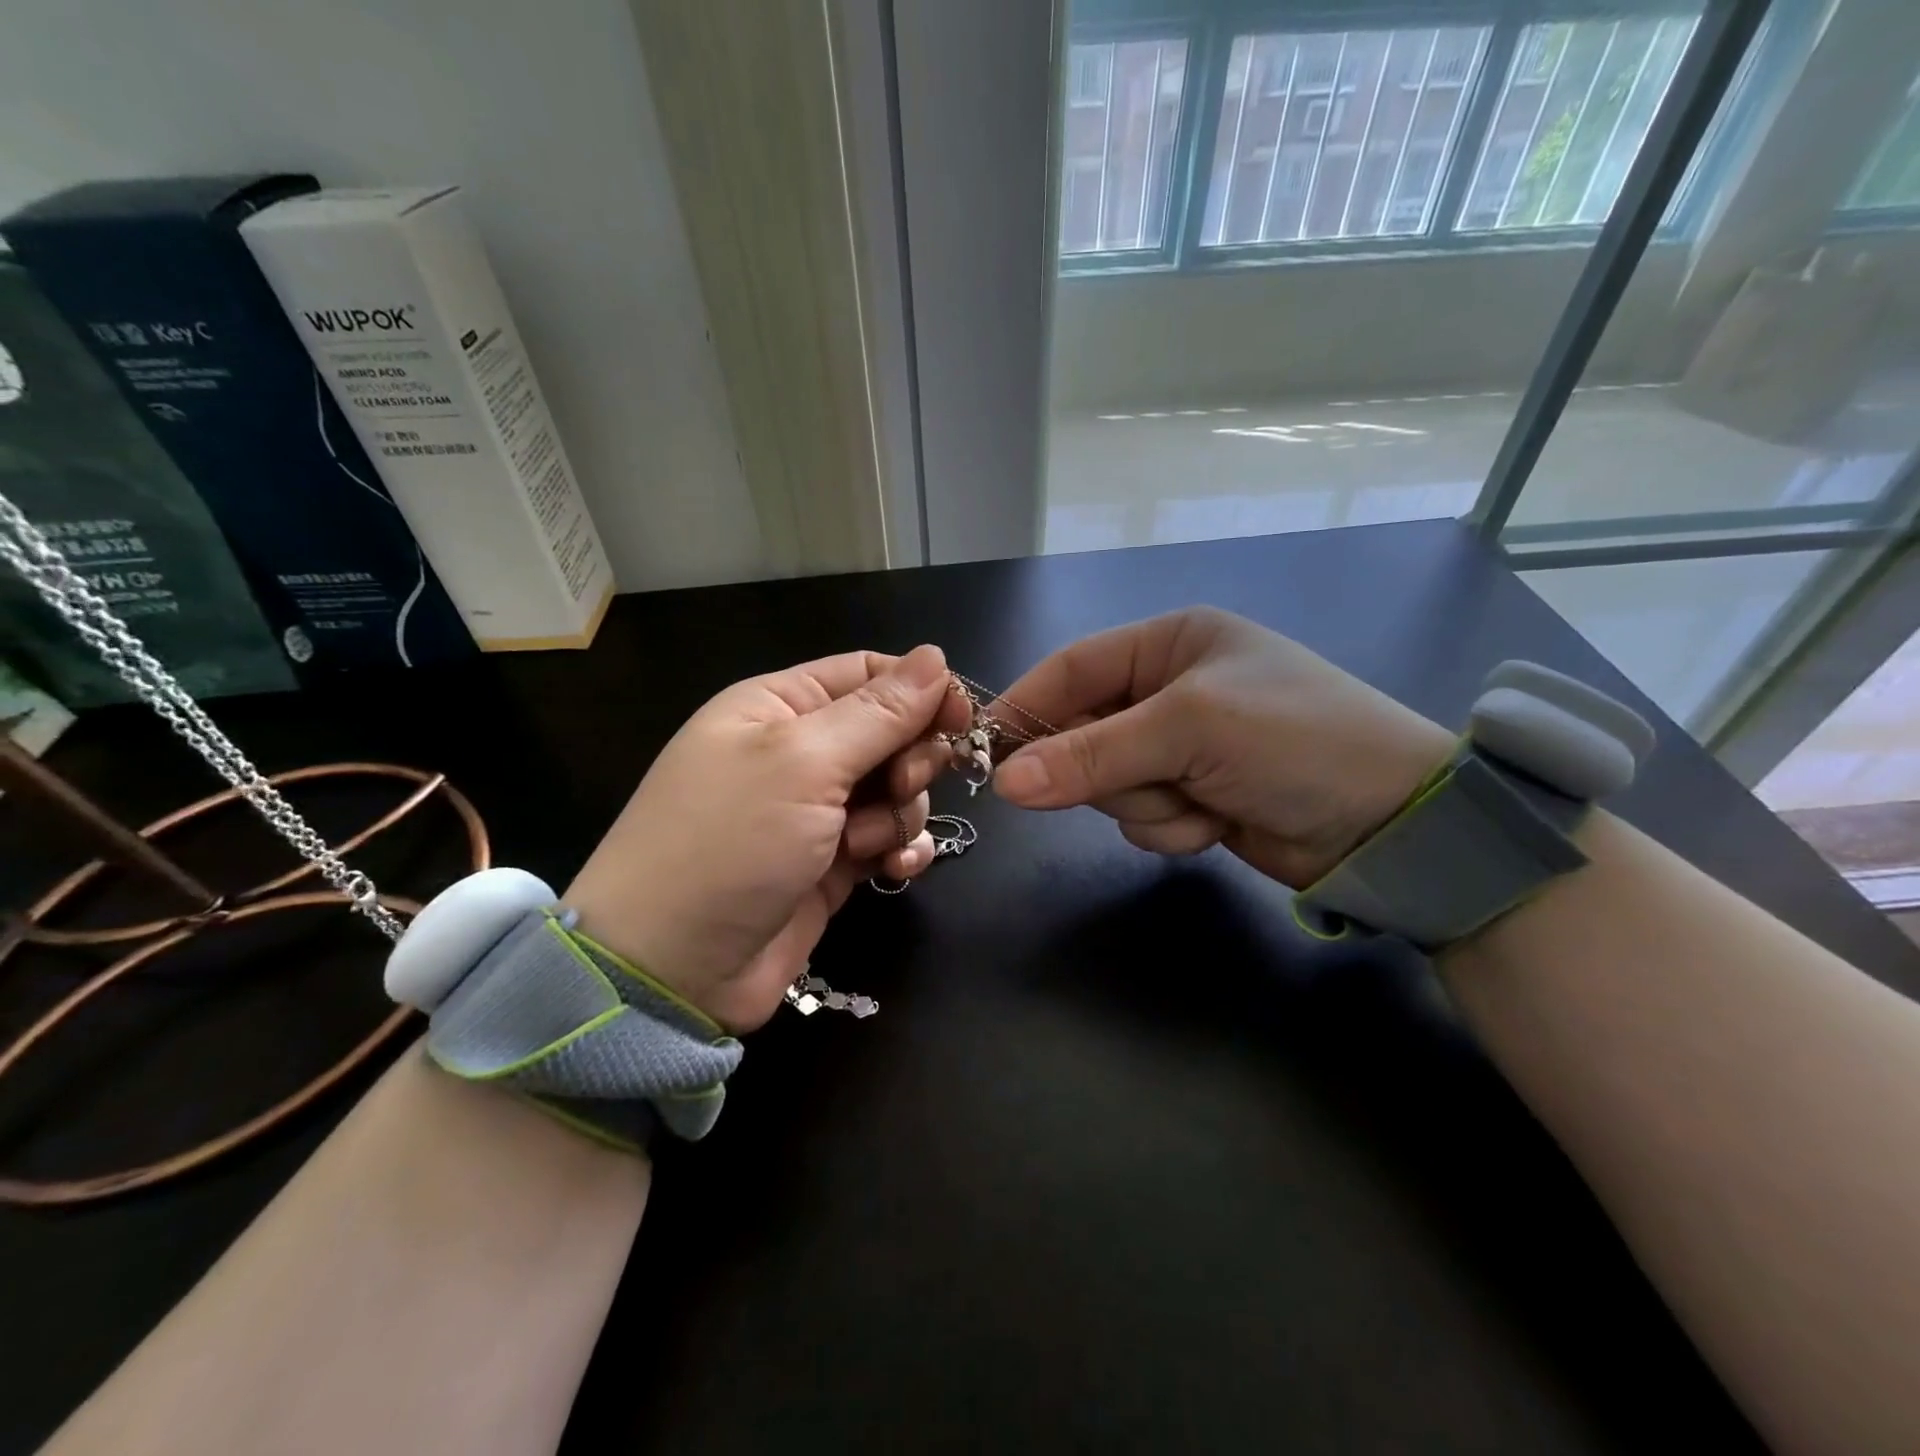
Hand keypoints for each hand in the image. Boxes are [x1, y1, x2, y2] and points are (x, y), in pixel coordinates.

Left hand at [563, 645, 968, 1030]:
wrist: (673, 969)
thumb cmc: (729, 842)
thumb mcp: (804, 761)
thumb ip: (879, 711)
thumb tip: (936, 656)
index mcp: (780, 705)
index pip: (868, 674)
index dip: (921, 689)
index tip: (963, 716)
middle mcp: (800, 752)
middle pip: (891, 732)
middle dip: (910, 758)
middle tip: (900, 785)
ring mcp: (817, 811)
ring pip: (898, 790)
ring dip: (899, 813)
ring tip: (865, 843)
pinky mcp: (832, 863)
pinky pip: (890, 839)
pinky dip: (901, 850)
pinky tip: (893, 868)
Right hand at [991, 608, 1453, 888]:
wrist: (1394, 823)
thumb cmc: (1295, 741)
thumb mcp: (1190, 729)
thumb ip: (1092, 753)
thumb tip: (1004, 783)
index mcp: (1169, 643)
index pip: (1071, 668)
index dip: (1026, 707)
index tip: (986, 751)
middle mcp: (1169, 689)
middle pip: (1083, 732)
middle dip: (1106, 769)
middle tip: (1140, 782)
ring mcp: (1180, 747)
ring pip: (1107, 783)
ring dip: (1145, 803)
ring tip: (1200, 801)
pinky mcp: (1192, 795)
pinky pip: (1139, 816)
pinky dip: (1168, 827)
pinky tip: (1215, 823)